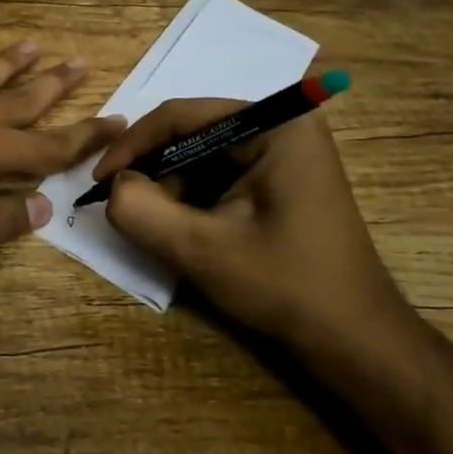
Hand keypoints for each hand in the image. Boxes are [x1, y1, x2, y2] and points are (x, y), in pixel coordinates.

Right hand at [94, 100, 409, 350]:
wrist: (353, 337)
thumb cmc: (286, 286)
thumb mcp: (203, 250)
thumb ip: (144, 212)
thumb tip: (112, 188)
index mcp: (276, 125)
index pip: (183, 116)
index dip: (132, 145)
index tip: (99, 181)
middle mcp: (284, 125)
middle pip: (193, 132)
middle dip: (154, 169)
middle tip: (125, 207)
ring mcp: (286, 151)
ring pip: (203, 154)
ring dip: (172, 186)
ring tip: (157, 225)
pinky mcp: (283, 177)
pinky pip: (222, 172)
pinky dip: (194, 196)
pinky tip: (185, 228)